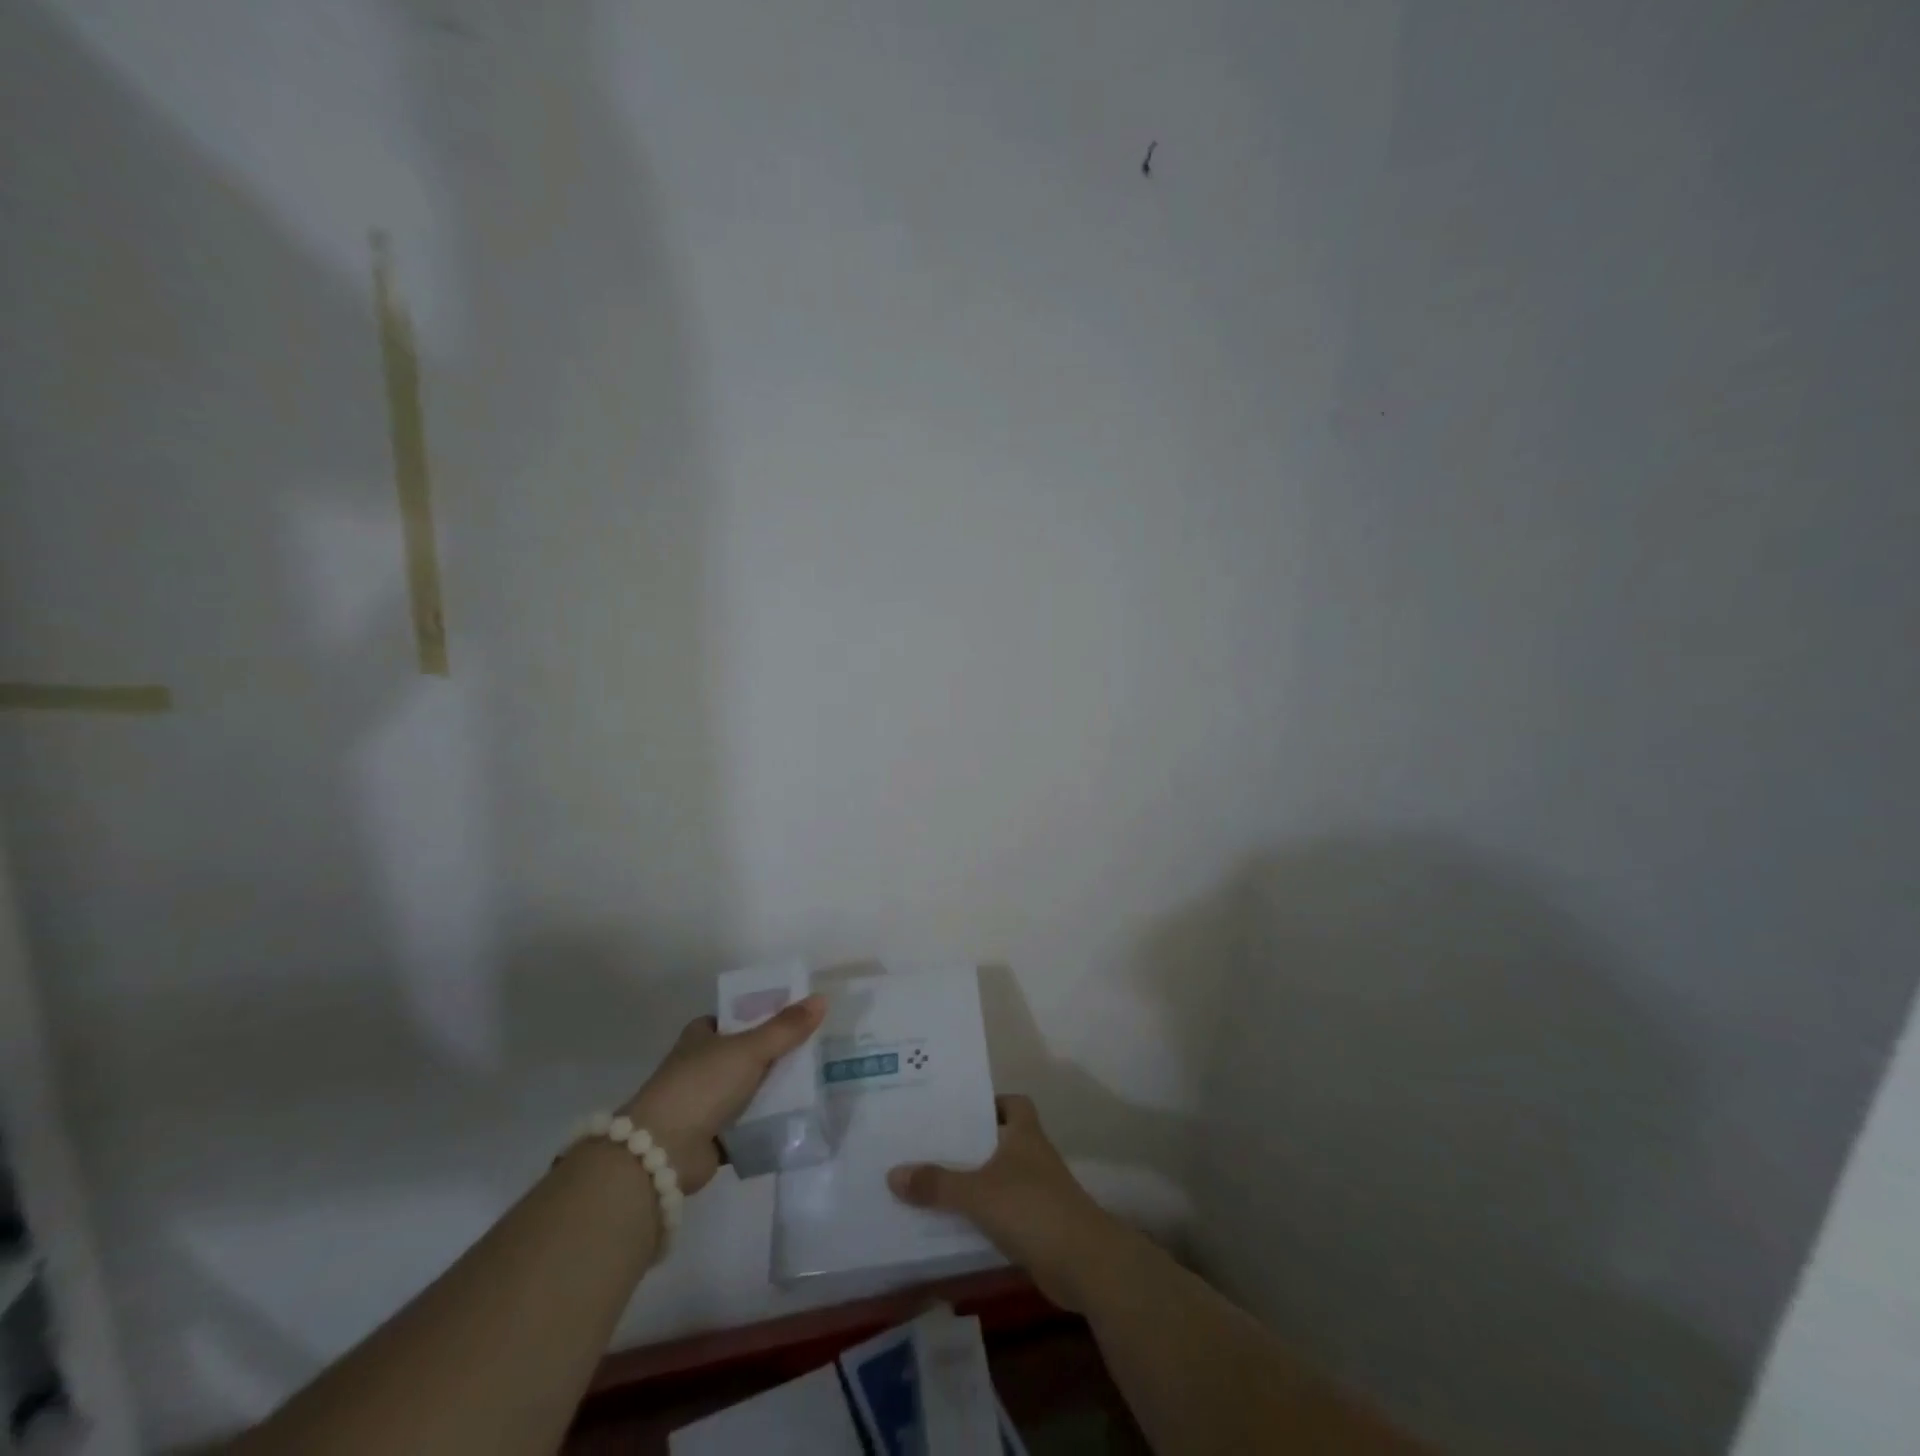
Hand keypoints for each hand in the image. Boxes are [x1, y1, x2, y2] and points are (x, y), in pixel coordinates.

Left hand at [622, 995, 826, 1194]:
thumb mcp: (750, 1049)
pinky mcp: (712, 1137)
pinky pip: (749, 1125)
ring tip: (817, 1084)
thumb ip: (786, 1028)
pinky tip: (800, 1119)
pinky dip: (768, 1124)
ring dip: (775, 1090)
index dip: (766, 1014)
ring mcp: (705, 1102)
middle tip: (817, 1051)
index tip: (800, 1017)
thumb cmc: (702, 1086)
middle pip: (748, 1053)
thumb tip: (822, 999)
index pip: (737, 1016)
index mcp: (702, 1036)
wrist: (661, 1152)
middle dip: (778, 1055)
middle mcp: (701, 1065)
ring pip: (750, 1089)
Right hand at [888, 1095, 1122, 1311]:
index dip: (989, 1103)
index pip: (1011, 1103)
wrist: (1084, 1262)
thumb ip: (937, 1184)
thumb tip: (893, 1173)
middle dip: (971, 1146)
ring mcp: (1039, 1192)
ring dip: (975, 1183)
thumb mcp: (977, 1193)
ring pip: (1000, 1178)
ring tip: (932, 1185)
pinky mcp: (1039, 1226)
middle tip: (930, 1146)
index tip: (957, 1111)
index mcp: (1024, 1133)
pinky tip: (955, 1225)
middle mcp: (1033, 1156)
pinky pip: (1003, 1212)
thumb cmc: (1032, 1208)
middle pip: (1000, 1141)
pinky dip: (983, 1216)